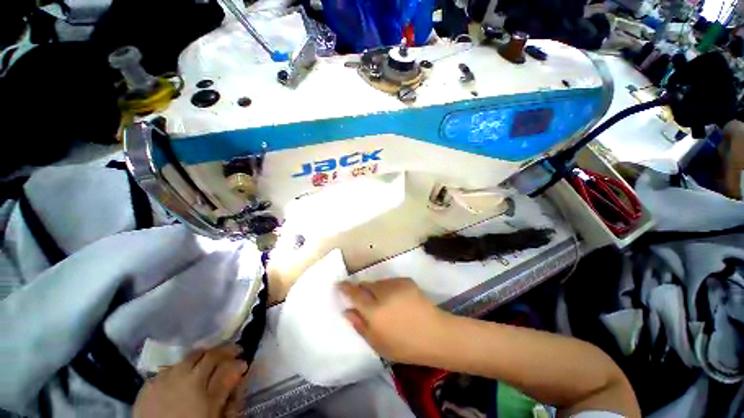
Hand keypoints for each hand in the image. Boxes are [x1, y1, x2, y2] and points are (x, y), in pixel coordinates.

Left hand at [133, 345, 247, 417]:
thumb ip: (225, 386)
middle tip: (225, 358)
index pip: (218, 356)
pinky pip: (167, 370)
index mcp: (198, 380)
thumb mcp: (213, 412)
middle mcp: (179, 372)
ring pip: (184, 359)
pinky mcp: (147, 385)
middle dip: (216, 353)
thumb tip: (241, 364)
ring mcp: (161, 377)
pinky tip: (180, 380)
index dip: (232, 352)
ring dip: (197, 361)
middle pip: (202, 353)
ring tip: (202, 369)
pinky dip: (177, 371)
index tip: (241, 355)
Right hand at [338, 278, 451, 363]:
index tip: (339, 284)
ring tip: (384, 302)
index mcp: (374, 310)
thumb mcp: (378, 343)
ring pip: (378, 282)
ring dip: (376, 289)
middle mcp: (383, 292)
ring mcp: (395, 284)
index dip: (345, 287)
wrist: (435, 334)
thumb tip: (347, 310)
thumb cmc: (404, 346)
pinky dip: (388, 288)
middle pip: (366, 285)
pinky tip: (396, 300)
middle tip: (365, 300)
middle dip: (362, 290)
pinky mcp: (406, 281)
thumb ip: (359, 325)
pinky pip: (390, 282)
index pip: (354, 293)